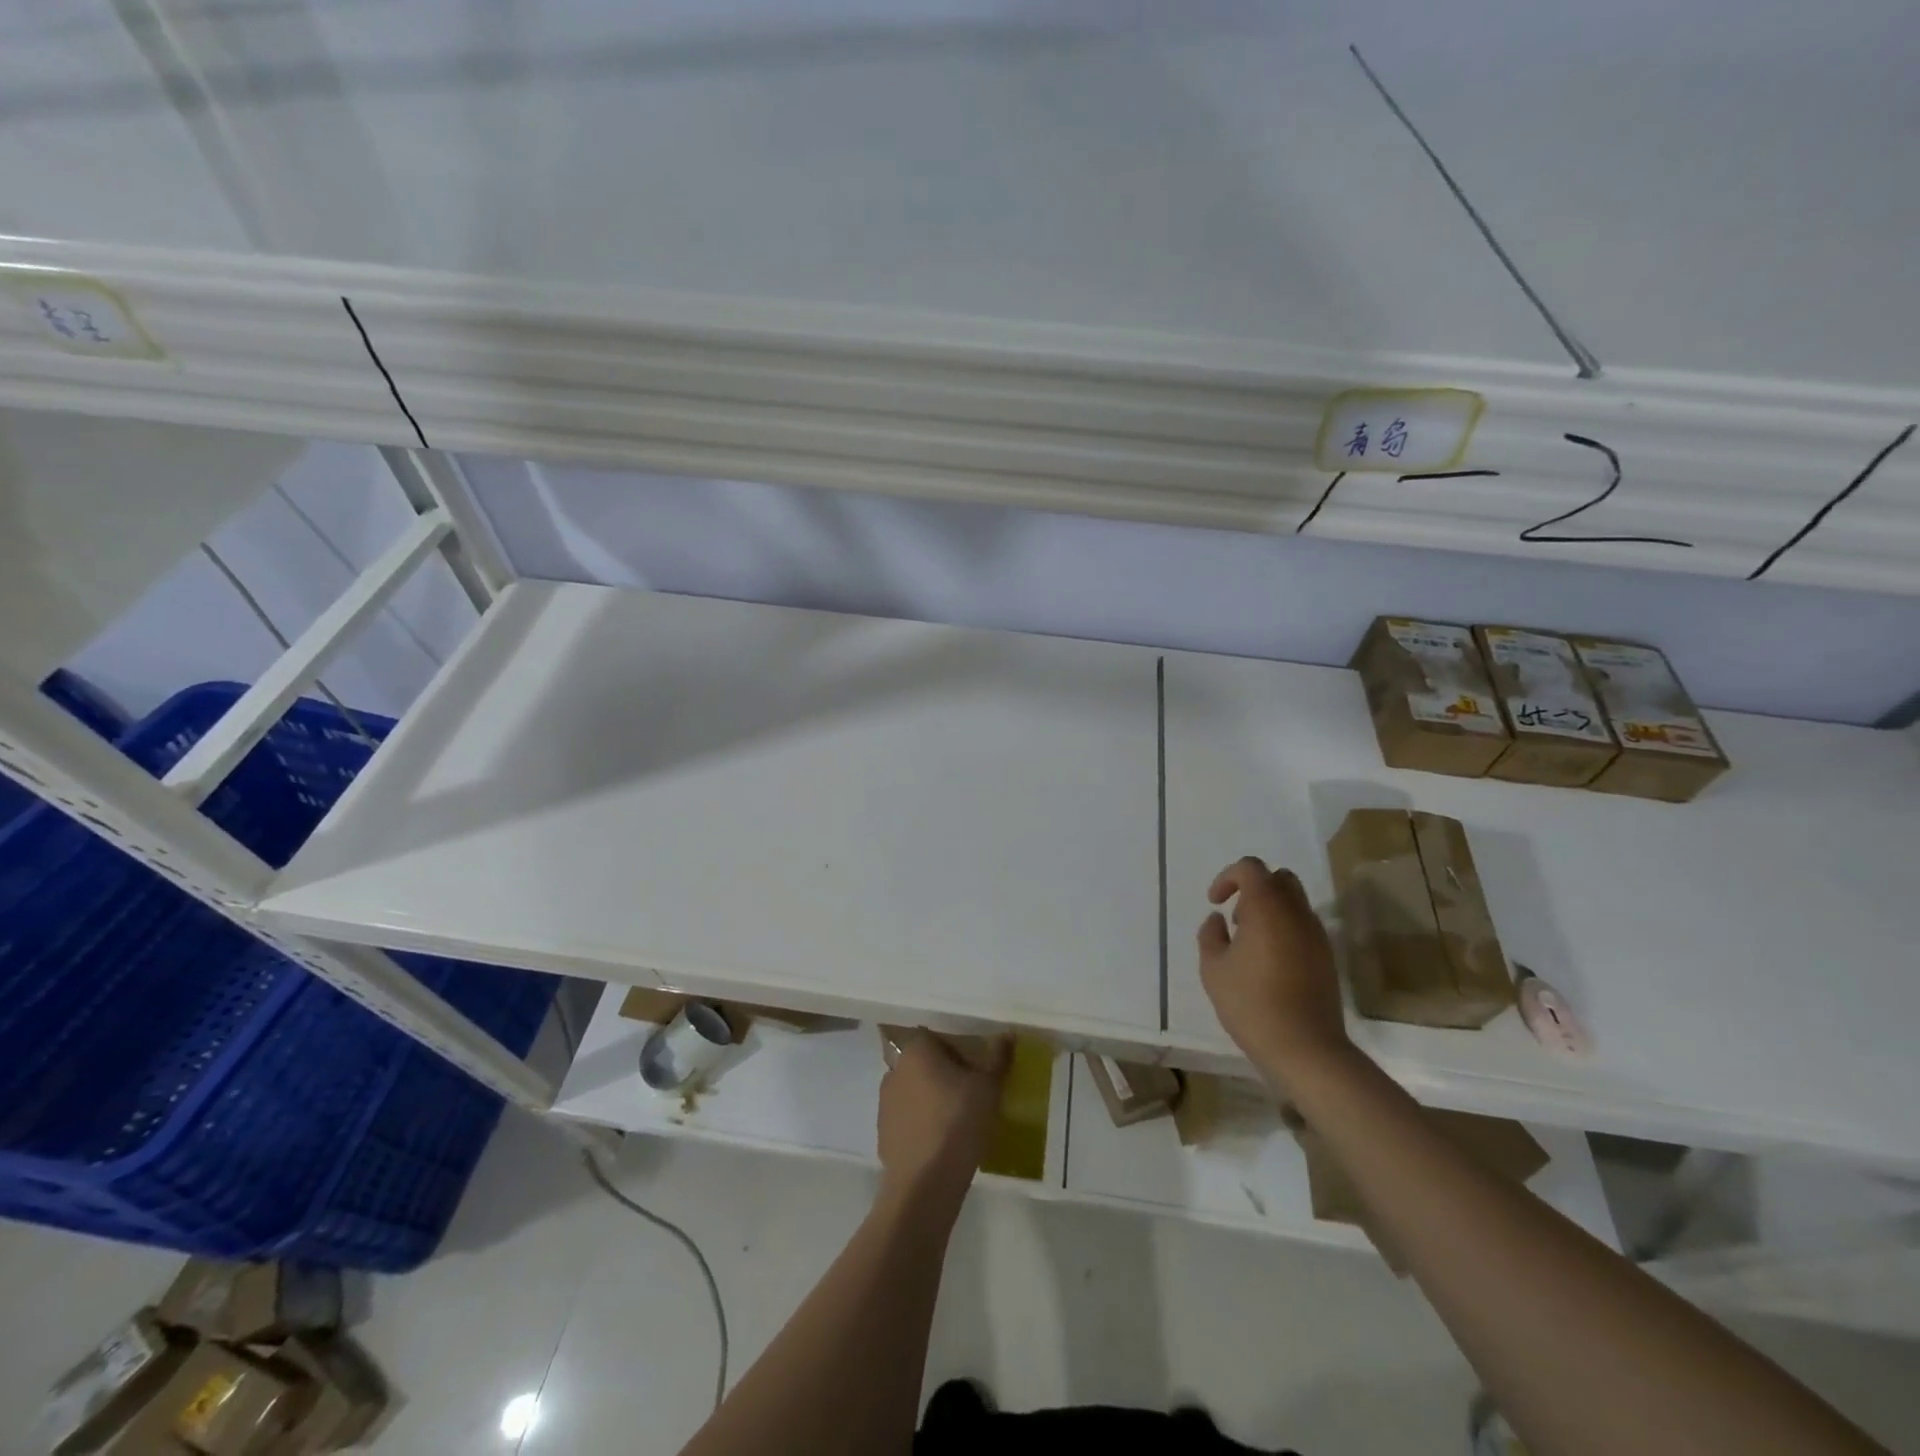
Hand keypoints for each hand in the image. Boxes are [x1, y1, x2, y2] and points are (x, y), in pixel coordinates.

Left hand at [877, 1031, 1010, 1204]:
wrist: (924, 1184)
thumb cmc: (958, 1122)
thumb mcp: (988, 1087)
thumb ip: (998, 1057)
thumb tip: (1007, 1034)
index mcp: (915, 1052)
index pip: (933, 1036)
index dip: (955, 1047)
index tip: (973, 1065)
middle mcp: (894, 1071)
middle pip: (922, 1063)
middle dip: (943, 1073)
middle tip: (969, 1091)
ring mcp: (885, 1104)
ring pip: (914, 1092)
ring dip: (931, 1099)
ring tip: (957, 1119)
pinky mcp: (883, 1135)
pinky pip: (907, 1120)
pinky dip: (922, 1124)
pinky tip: (941, 1142)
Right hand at [1197, 857, 1349, 1086]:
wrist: (1305, 1048)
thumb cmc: (1251, 1004)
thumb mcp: (1213, 969)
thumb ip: (1210, 935)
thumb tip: (1218, 920)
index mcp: (1267, 907)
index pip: (1251, 868)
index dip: (1228, 877)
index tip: (1215, 902)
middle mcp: (1296, 913)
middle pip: (1279, 878)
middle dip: (1254, 888)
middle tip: (1236, 917)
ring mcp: (1317, 935)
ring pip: (1295, 902)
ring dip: (1270, 909)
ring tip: (1250, 943)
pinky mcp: (1327, 957)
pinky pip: (1303, 926)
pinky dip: (1285, 929)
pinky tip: (1269, 962)